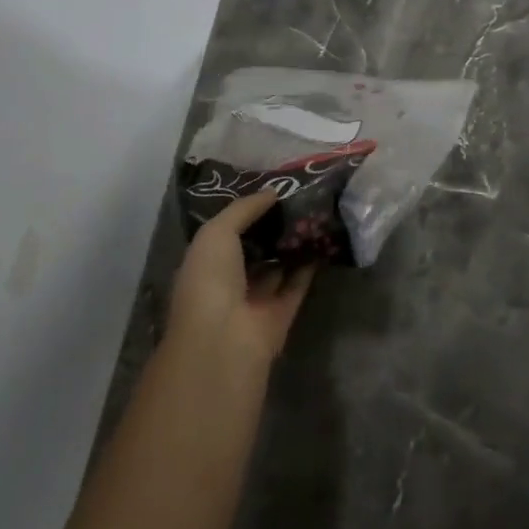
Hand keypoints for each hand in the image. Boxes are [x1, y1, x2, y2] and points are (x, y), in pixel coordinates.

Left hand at [167, 189, 317, 370]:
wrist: (225, 340)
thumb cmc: (210, 280)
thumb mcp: (217, 233)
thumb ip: (244, 209)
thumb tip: (272, 192)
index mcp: (205, 263)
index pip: (226, 233)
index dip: (246, 212)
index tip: (271, 189)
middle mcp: (228, 282)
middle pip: (254, 249)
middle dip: (272, 226)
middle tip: (298, 196)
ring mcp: (255, 300)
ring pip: (277, 266)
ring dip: (292, 244)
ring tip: (314, 211)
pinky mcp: (281, 314)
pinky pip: (297, 284)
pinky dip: (309, 265)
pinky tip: (323, 239)